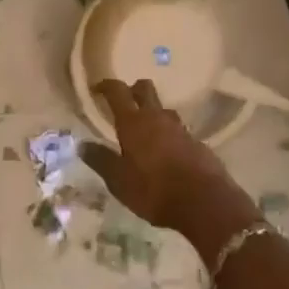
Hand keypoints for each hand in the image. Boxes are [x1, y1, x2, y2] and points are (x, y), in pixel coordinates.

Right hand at [79, 79, 257, 248]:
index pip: (117, 91)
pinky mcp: (197, 143)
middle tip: (123, 103)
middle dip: (133, 90)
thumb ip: (100, 160)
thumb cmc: (154, 191)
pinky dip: (168, 134)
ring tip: (144, 131)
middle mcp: (157, 118)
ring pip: (163, 110)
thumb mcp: (119, 181)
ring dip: (152, 113)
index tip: (97, 88)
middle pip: (145, 89)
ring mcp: (180, 128)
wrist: (205, 203)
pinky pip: (178, 130)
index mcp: (133, 122)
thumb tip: (82, 145)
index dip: (106, 85)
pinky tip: (165, 153)